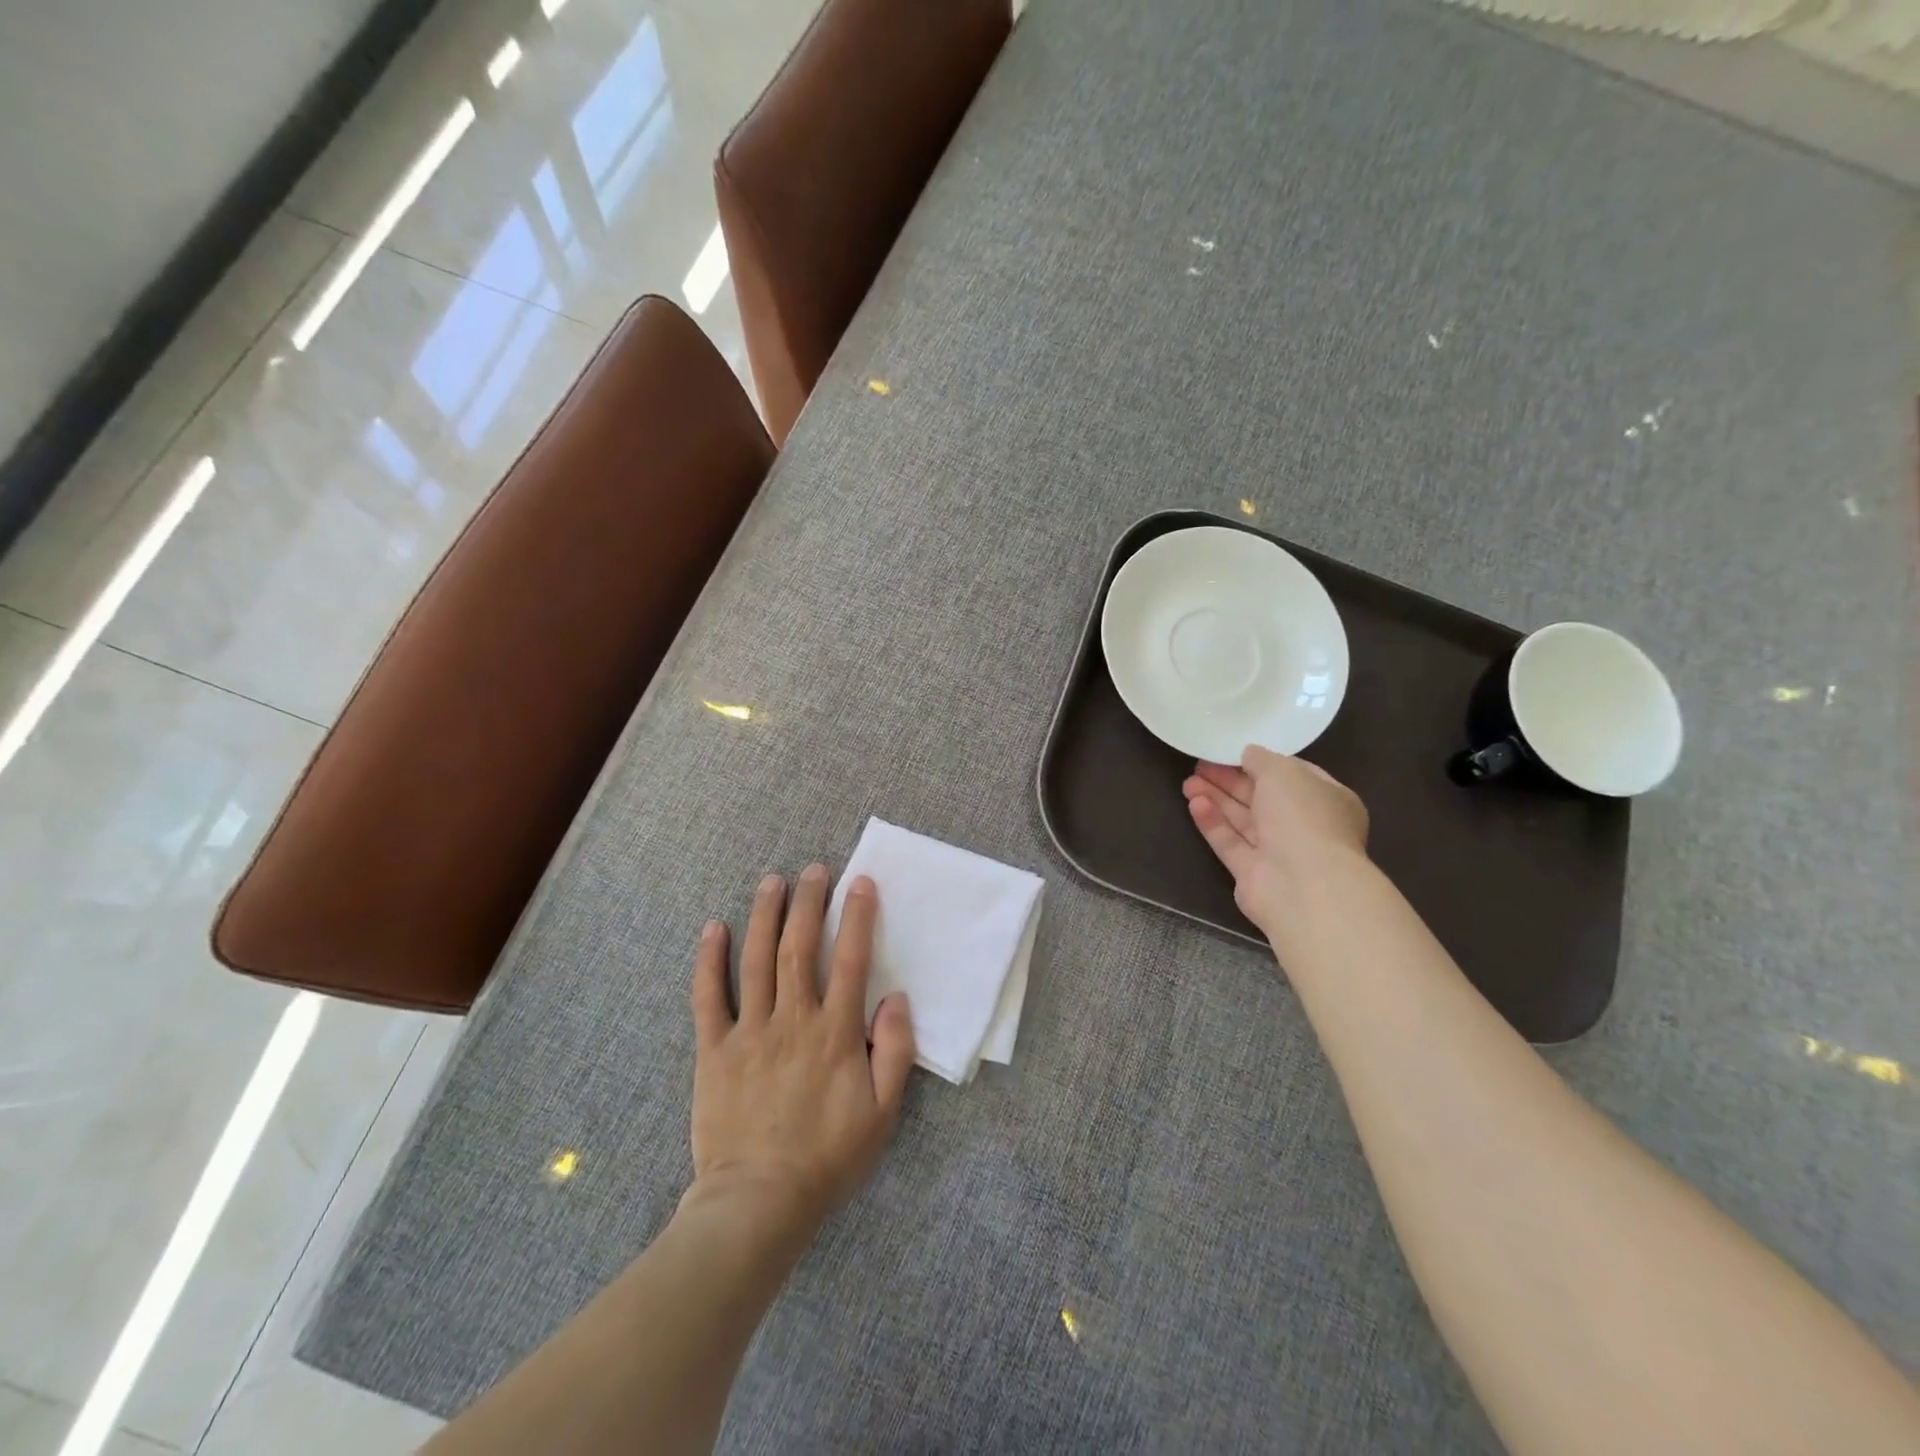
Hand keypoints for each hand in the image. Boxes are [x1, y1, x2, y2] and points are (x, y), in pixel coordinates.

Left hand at [687, 866, 915, 1234]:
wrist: (759, 1202)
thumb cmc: (828, 1157)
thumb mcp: (883, 1113)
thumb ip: (895, 1051)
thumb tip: (895, 997)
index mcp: (835, 1033)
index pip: (850, 960)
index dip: (857, 917)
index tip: (860, 882)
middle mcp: (793, 1020)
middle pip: (800, 947)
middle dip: (808, 902)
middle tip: (813, 870)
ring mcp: (749, 1032)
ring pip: (756, 960)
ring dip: (764, 915)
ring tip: (771, 881)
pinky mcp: (714, 1050)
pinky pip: (708, 997)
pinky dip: (709, 960)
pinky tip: (713, 929)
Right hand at [1182, 746, 1369, 939]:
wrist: (1303, 885)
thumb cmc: (1303, 818)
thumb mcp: (1284, 772)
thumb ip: (1262, 759)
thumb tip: (1248, 753)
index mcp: (1326, 799)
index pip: (1292, 776)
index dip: (1261, 762)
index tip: (1231, 751)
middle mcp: (1304, 826)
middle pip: (1262, 798)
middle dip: (1230, 780)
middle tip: (1199, 765)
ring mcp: (1279, 852)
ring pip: (1243, 820)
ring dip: (1216, 799)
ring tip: (1187, 782)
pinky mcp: (1252, 874)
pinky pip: (1230, 842)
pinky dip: (1213, 823)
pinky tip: (1194, 803)